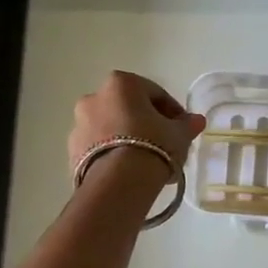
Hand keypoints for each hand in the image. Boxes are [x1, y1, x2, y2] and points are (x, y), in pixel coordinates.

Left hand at [68, 71, 205, 179]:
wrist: (118, 183)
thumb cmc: (153, 145)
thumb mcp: (179, 134)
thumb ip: (187, 124)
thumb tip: (196, 120)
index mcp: (121, 84)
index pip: (155, 93)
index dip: (172, 111)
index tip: (182, 128)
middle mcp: (94, 97)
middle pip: (128, 109)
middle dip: (146, 124)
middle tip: (165, 144)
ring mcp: (78, 125)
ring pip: (111, 128)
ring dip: (127, 139)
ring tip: (147, 162)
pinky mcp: (71, 152)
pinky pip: (99, 148)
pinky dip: (113, 155)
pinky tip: (130, 173)